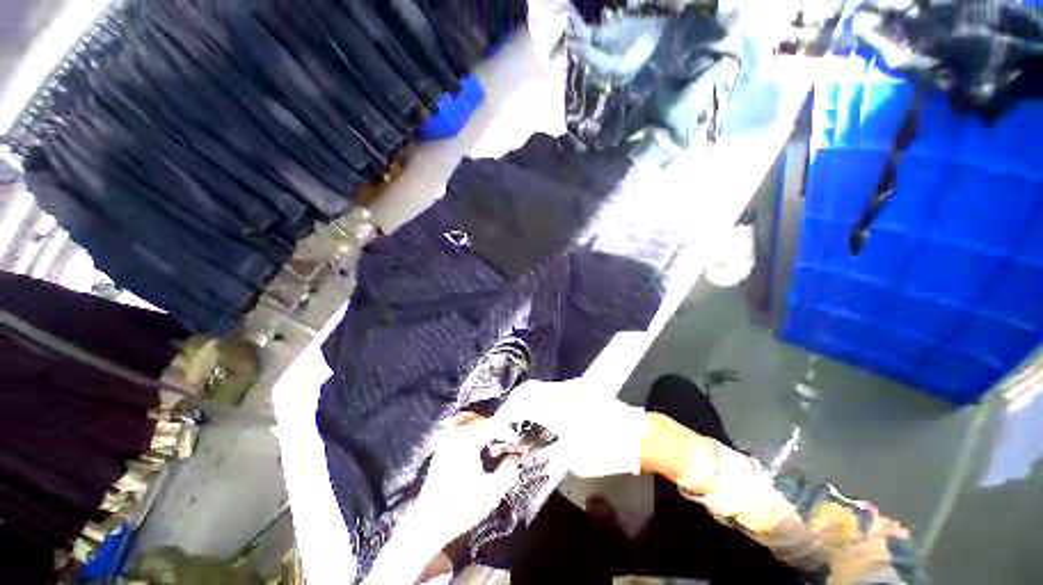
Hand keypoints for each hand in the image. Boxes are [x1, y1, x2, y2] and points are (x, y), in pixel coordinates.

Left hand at [363, 419, 518, 584]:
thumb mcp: (492, 492)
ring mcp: (444, 441)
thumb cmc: (461, 507)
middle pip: (479, 420)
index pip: (492, 424)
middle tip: (505, 439)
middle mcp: (455, 435)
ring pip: (464, 419)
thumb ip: (508, 471)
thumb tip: (514, 457)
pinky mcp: (439, 449)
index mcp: (467, 441)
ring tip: (489, 434)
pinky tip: (472, 441)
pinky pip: (454, 427)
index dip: (506, 429)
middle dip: (494, 426)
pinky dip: (465, 427)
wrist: (429, 522)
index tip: (515, 440)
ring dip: (478, 423)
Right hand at [493, 378, 648, 477]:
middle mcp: (561, 391)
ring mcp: (573, 387)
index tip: (499, 422)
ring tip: (524, 416)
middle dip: (515, 402)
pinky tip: (545, 411)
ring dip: (530, 399)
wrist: (638, 435)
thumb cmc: (605, 450)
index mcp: (556, 407)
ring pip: (543, 388)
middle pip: (530, 389)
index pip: (522, 402)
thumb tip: (535, 446)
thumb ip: (549, 449)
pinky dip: (544, 398)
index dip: (507, 411)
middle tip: (508, 419)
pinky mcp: (582, 389)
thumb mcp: (574, 459)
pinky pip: (555, 390)